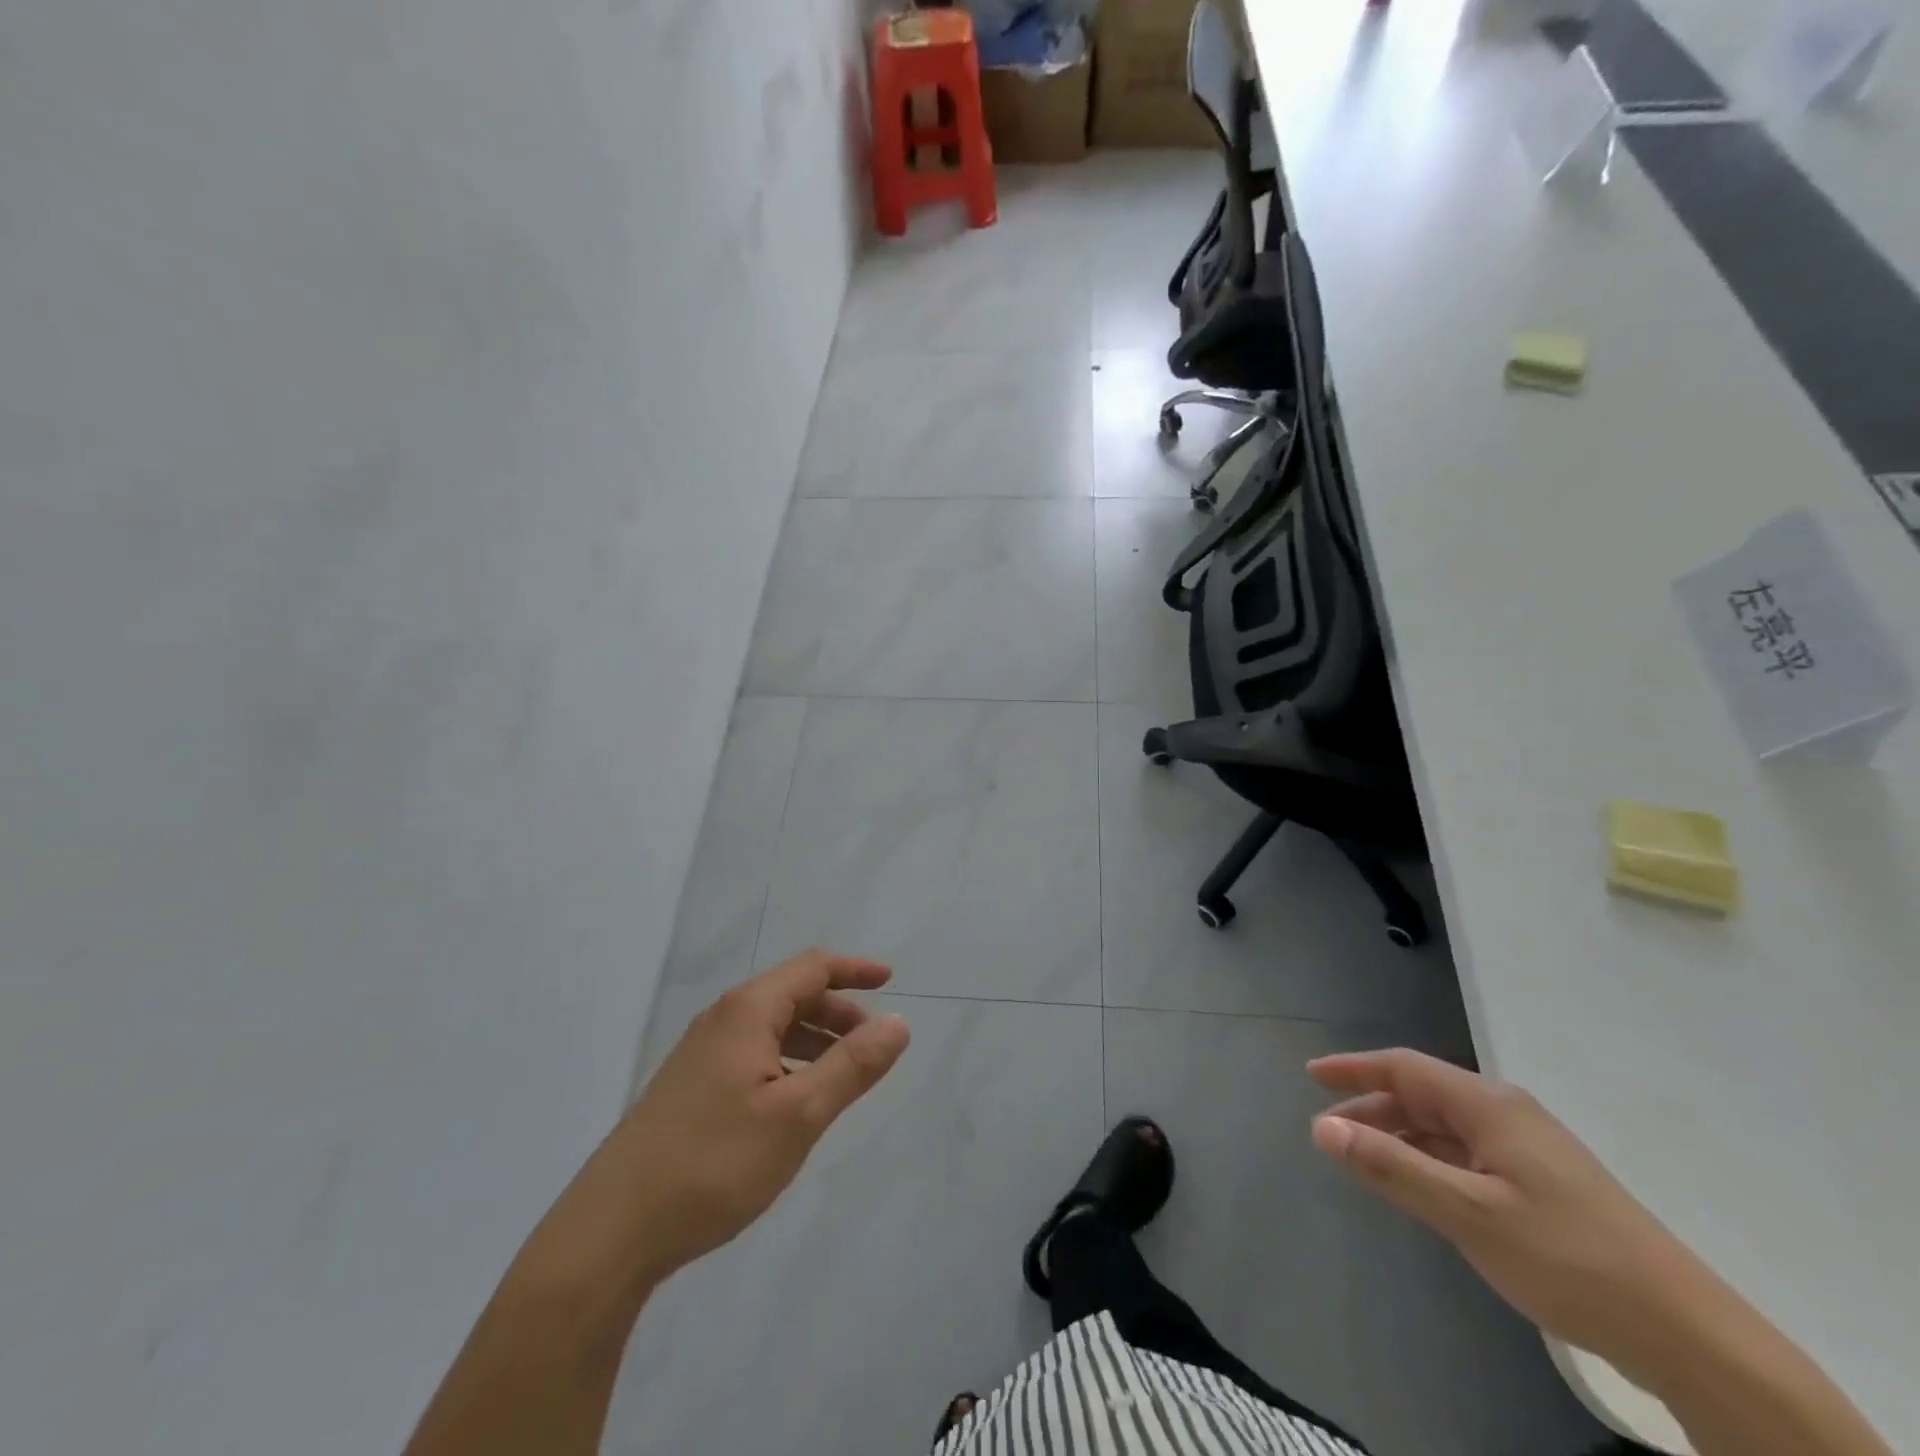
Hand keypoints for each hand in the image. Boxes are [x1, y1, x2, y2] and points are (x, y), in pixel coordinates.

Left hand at [522, 951, 910, 1297]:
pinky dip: (787, 1062)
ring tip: (842, 1075)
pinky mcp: (689, 1088)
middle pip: (793, 994)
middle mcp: (723, 1020)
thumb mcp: (799, 1115)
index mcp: (748, 1011)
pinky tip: (794, 1102)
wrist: (611, 1231)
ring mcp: (701, 1054)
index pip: (813, 967)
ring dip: (814, 1039)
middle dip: (839, 1010)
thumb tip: (896, 1022)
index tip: (891, 982)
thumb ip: (852, 1066)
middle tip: (873, 1045)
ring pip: (772, 1027)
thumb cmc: (714, 1163)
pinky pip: (753, 1054)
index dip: (855, 969)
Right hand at [1308, 1049, 1706, 1377]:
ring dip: (1400, 1137)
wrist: (1688, 1333)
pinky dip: (1431, 1161)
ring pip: (1445, 1127)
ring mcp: (1530, 1149)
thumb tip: (1323, 1128)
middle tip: (1330, 1132)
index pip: (1404, 1068)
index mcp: (1488, 1105)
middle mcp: (1507, 1114)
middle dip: (1372, 1108)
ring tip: (1363, 1161)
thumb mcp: (1467, 1213)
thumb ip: (1392, 1167)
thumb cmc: (1567, 1258)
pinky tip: (1420, 1188)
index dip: (1354, 1068)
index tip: (1311, 1074)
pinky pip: (1468, 1154)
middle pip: (1423, 1095)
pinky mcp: (1545, 1184)